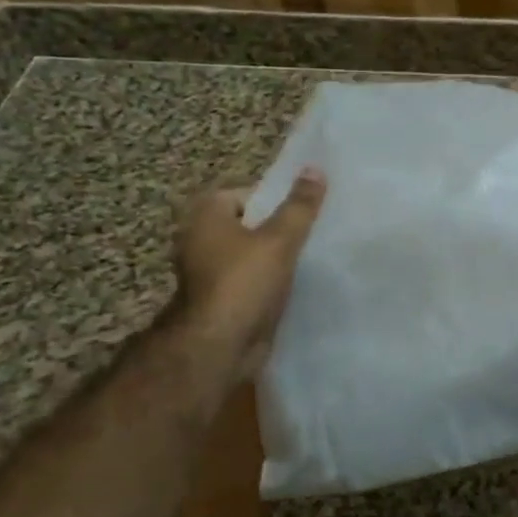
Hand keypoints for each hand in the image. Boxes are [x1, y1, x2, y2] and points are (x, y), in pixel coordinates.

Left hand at [172, 168, 325, 371]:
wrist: (218, 347)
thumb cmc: (243, 283)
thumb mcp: (279, 239)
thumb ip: (299, 206)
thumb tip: (315, 169)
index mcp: (207, 217)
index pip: (247, 193)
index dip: (277, 198)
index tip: (306, 207)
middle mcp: (201, 240)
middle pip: (251, 223)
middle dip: (281, 227)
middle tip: (316, 228)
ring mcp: (210, 273)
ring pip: (253, 254)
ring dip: (278, 256)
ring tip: (313, 255)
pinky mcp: (222, 299)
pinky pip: (253, 280)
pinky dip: (271, 280)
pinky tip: (299, 283)